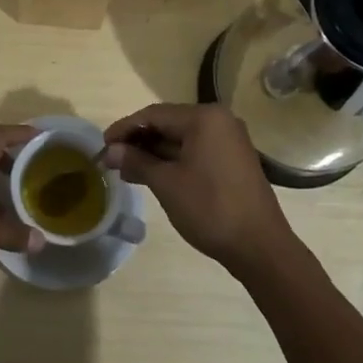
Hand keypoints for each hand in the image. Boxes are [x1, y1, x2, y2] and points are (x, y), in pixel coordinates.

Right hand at [103, 104, 292, 273]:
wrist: (260, 247)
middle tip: (112, 160)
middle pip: (168, 123)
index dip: (124, 129)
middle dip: (138, 141)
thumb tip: (111, 151)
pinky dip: (173, 160)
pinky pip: (195, 151)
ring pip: (181, 139)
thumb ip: (137, 161)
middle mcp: (219, 120)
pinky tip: (153, 175)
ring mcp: (229, 140)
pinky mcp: (233, 160)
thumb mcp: (167, 184)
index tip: (102, 145)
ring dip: (154, 153)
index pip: (154, 115)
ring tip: (127, 170)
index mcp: (204, 118)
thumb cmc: (210, 208)